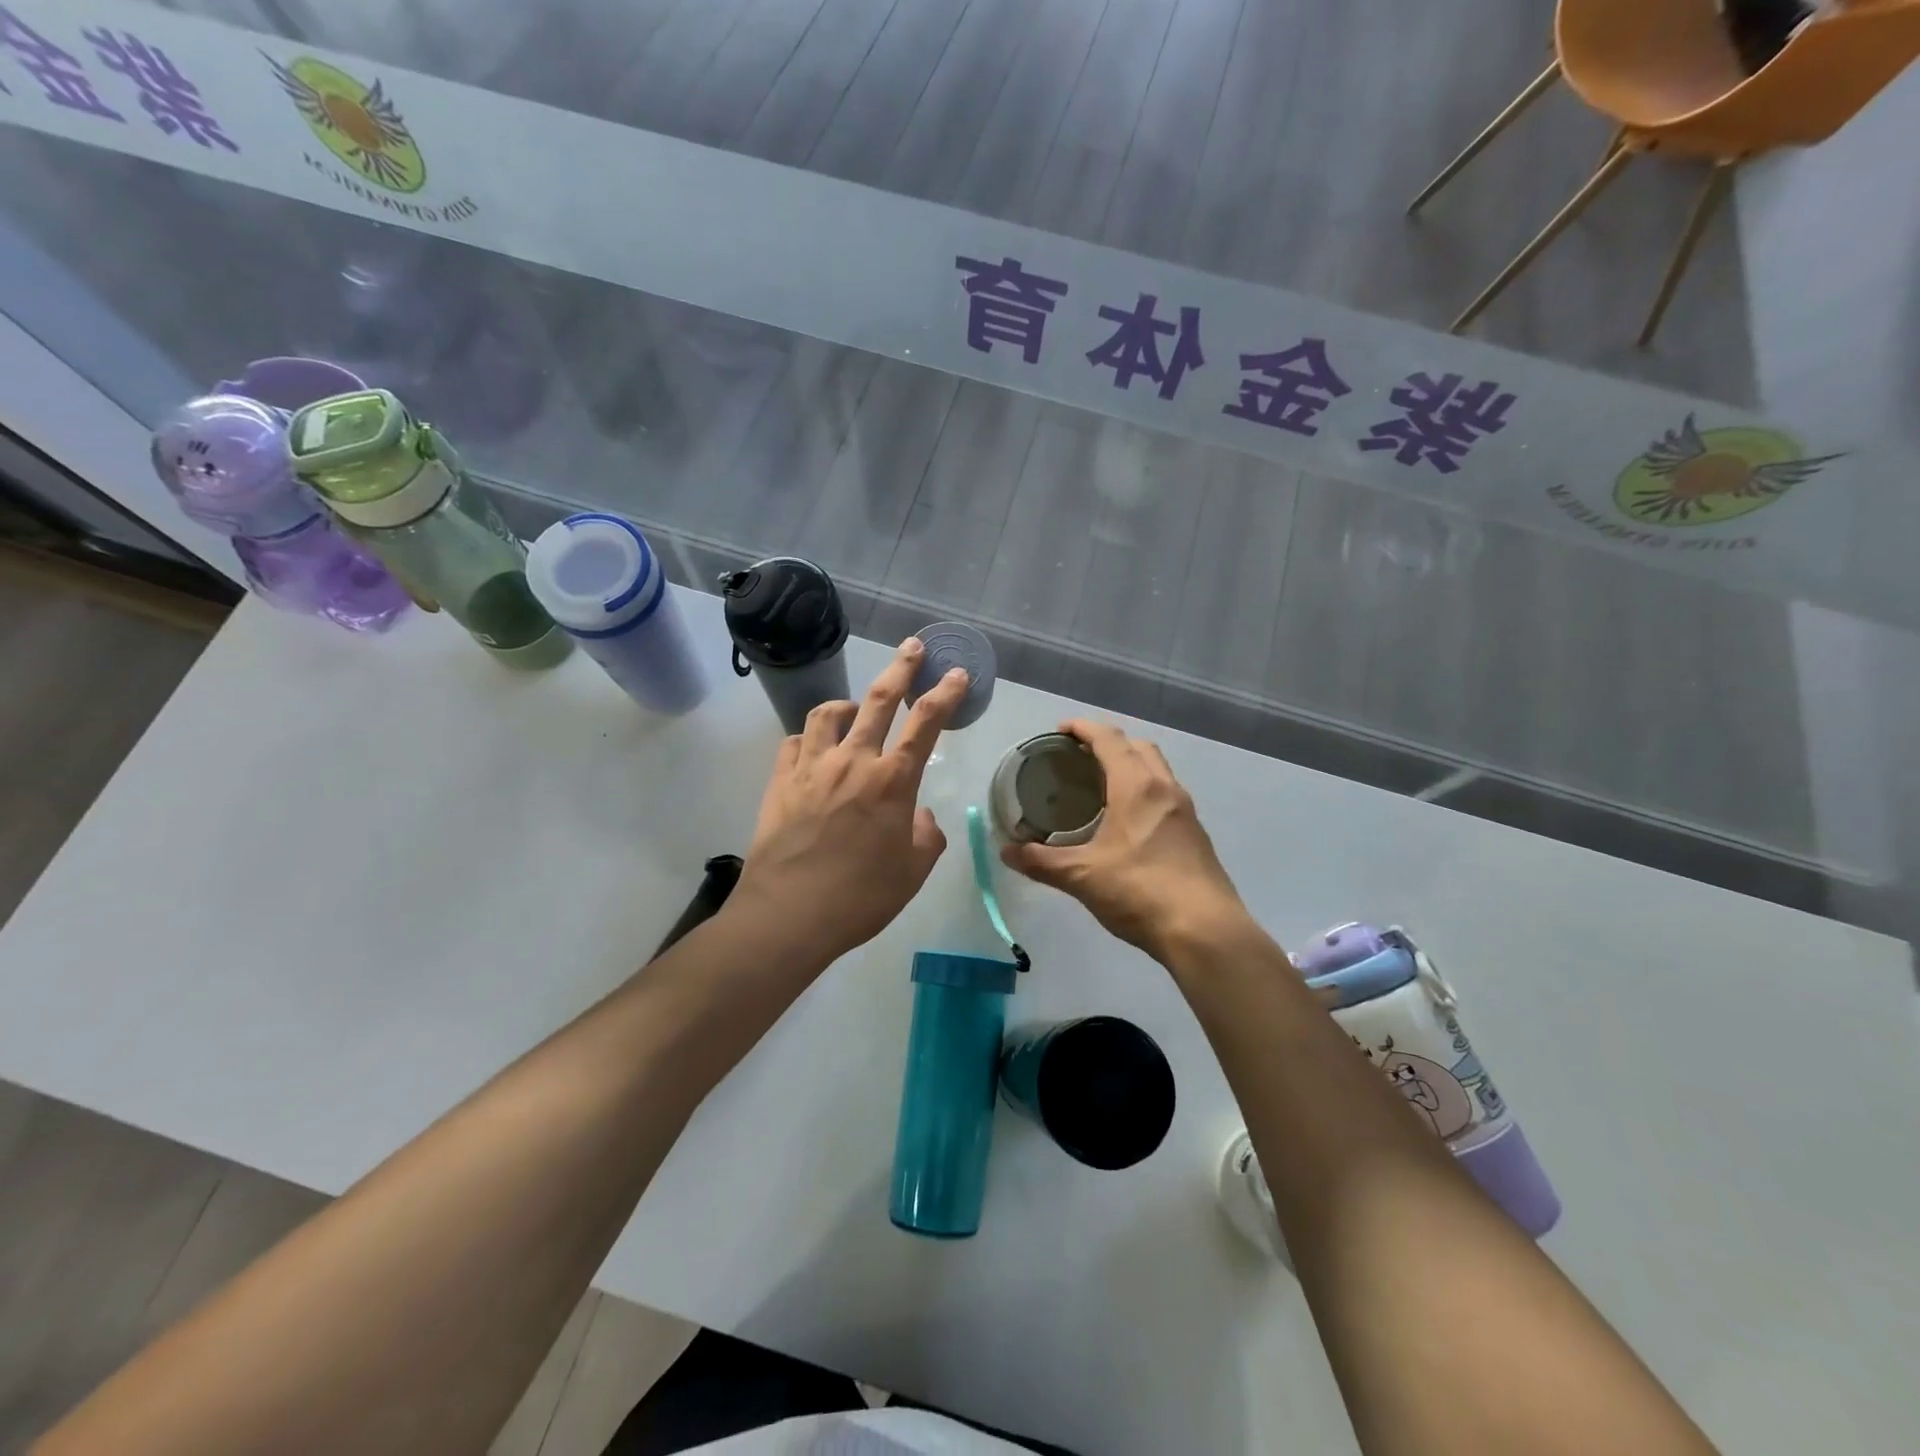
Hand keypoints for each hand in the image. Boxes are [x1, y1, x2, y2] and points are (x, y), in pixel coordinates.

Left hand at [730, 639, 968, 967]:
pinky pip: (794, 742)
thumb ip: (926, 836)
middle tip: (912, 647)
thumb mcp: (912, 872)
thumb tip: (919, 816)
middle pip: (879, 699)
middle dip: (901, 667)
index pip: (926, 723)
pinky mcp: (779, 781)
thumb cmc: (860, 898)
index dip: (945, 694)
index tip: (956, 673)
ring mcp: (812, 767)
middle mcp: (853, 761)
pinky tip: (813, 751)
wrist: (789, 915)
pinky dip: (809, 739)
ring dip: (846, 704)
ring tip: (853, 709)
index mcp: (892, 782)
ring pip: (828, 713)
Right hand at [1000, 720, 1248, 962]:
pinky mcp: (1196, 835)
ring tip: (1101, 787)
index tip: (1060, 729)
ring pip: (1158, 771)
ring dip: (1131, 766)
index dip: (1083, 728)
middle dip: (1109, 743)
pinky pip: (1167, 796)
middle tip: (1080, 758)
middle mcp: (1165, 789)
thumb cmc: (1140, 892)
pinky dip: (1145, 792)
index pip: (1109, 739)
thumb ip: (1042, 861)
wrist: (1205, 932)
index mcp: (1137, 787)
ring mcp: (1186, 812)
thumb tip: (1006, 852)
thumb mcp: (1082, 876)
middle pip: (1138, 747)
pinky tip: (1128, 824)